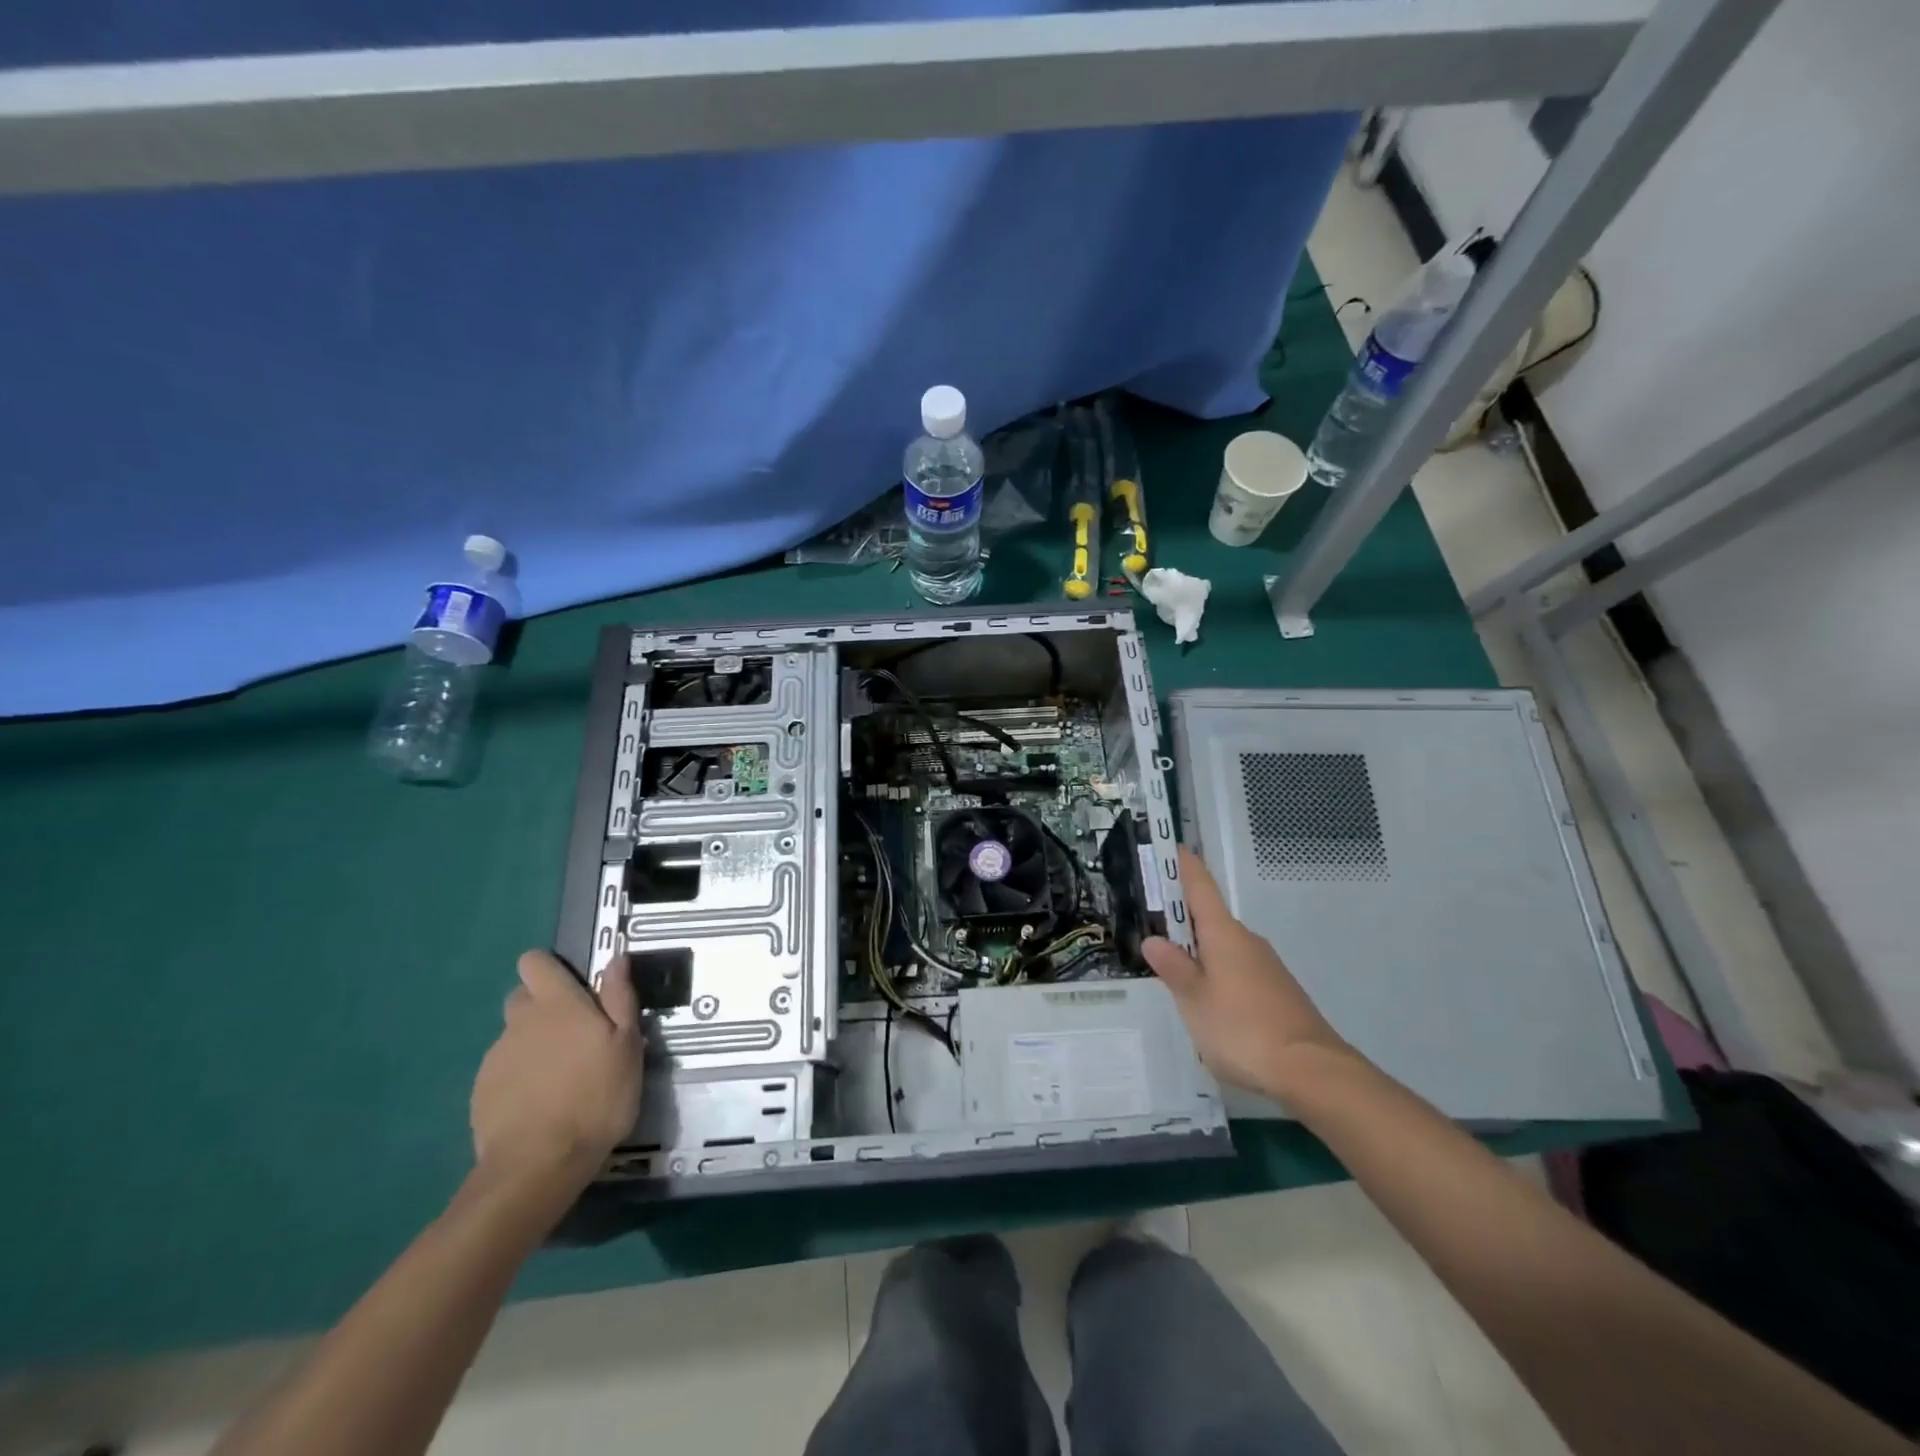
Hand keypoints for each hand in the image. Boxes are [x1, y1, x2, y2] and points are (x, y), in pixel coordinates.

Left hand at [470, 951, 643, 1193]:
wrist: (538, 1165)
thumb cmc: (596, 1097)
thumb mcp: (627, 1044)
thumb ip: (620, 997)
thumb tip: (616, 957)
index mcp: (556, 1004)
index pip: (534, 962)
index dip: (550, 968)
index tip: (574, 988)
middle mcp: (520, 1022)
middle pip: (522, 997)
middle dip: (543, 1007)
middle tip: (574, 1035)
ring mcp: (496, 1058)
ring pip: (515, 1036)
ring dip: (534, 1044)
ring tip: (561, 1077)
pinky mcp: (481, 1093)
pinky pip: (504, 1070)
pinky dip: (520, 1077)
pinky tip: (540, 1103)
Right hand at [1144, 848, 1351, 1096]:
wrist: (1311, 1070)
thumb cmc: (1242, 1028)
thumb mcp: (1194, 1000)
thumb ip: (1173, 968)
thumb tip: (1153, 940)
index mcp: (1223, 933)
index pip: (1200, 886)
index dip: (1183, 865)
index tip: (1170, 847)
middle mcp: (1246, 941)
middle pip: (1209, 918)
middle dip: (1181, 919)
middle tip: (1149, 926)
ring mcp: (1265, 966)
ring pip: (1223, 948)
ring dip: (1198, 952)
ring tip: (1171, 973)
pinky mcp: (1277, 992)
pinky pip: (1237, 970)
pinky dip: (1216, 975)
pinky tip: (1206, 1004)